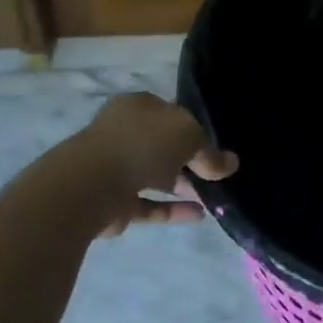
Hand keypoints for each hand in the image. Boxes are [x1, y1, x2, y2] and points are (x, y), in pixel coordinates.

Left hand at [79, 93, 237, 235]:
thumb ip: (210, 151)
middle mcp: (124, 133)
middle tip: (217, 174)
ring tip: (214, 196)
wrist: (91, 185)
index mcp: (138, 107)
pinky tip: (199, 215)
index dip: (195, 127)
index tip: (217, 145)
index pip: (171, 113)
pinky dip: (172, 209)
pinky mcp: (114, 203)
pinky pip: (150, 204)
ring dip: (183, 186)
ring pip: (156, 176)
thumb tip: (230, 164)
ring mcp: (116, 169)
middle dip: (190, 159)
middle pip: (163, 145)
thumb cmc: (142, 144)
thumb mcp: (189, 135)